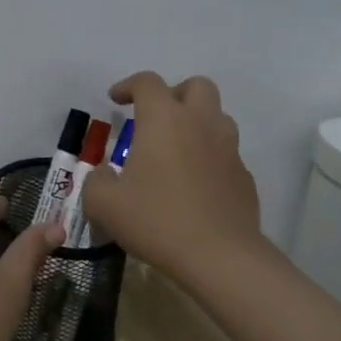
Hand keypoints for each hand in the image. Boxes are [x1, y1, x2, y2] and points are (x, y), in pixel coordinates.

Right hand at [81, 72, 266, 278]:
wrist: (220, 257)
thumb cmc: (157, 220)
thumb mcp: (104, 203)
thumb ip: (97, 181)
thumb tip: (105, 176)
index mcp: (164, 119)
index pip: (147, 82)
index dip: (128, 85)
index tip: (115, 100)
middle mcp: (200, 123)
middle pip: (196, 86)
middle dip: (174, 93)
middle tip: (154, 117)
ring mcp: (228, 149)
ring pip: (217, 117)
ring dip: (195, 122)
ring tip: (174, 149)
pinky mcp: (244, 177)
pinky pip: (225, 152)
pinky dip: (208, 156)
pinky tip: (192, 183)